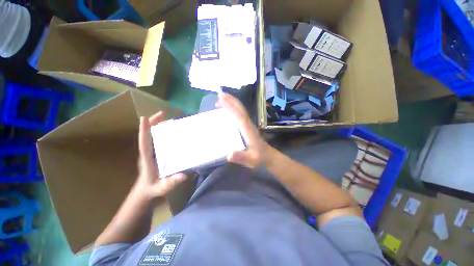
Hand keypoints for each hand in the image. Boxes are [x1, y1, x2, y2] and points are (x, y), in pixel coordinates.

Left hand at [136, 111, 186, 198]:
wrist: (145, 191)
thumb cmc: (153, 188)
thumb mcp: (162, 187)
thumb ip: (171, 182)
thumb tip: (183, 175)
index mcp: (147, 158)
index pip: (144, 142)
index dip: (144, 130)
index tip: (145, 118)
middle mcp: (148, 152)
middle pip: (147, 134)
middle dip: (153, 123)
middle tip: (163, 114)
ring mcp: (151, 152)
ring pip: (152, 135)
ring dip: (158, 125)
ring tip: (170, 119)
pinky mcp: (155, 152)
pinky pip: (156, 139)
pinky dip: (162, 132)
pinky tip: (171, 130)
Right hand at [216, 92, 269, 168]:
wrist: (268, 156)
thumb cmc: (259, 158)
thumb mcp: (251, 160)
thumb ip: (241, 157)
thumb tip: (228, 155)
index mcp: (248, 130)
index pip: (239, 116)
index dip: (230, 107)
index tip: (221, 99)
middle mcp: (248, 124)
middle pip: (240, 109)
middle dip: (231, 100)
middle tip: (219, 94)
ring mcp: (248, 124)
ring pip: (241, 110)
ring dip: (232, 103)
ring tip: (221, 99)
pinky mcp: (248, 126)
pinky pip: (240, 114)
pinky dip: (233, 109)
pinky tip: (227, 110)